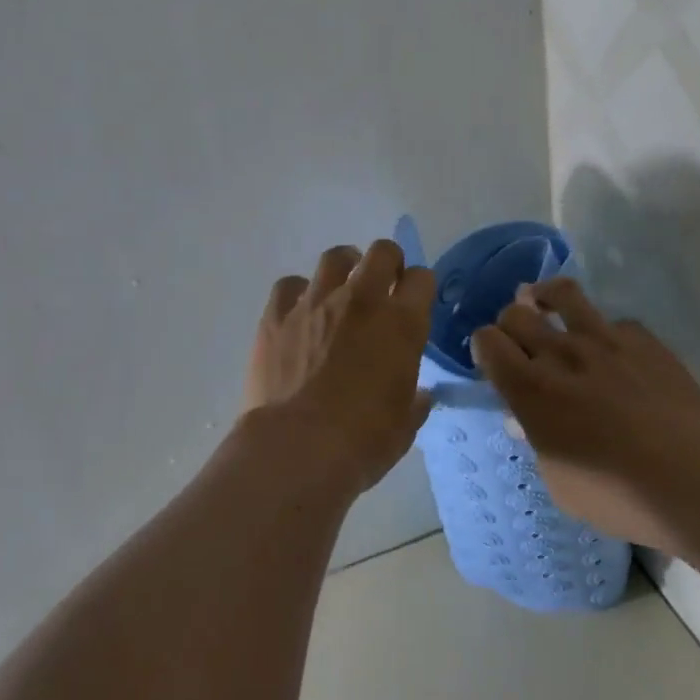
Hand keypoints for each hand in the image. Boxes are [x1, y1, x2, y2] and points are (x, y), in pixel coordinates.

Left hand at [239, 239, 436, 495]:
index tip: (414, 302)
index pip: (422, 279)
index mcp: (401, 323)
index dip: (420, 288)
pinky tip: (299, 314)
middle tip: (382, 285)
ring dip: (344, 268)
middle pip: (382, 252)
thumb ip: (415, 401)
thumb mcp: (404, 425)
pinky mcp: (277, 313)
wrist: (296, 447)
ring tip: (341, 289)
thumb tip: (420, 394)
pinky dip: (298, 294)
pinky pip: (289, 285)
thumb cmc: (362, 442)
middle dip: (387, 263)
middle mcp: (361, 300)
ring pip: (335, 257)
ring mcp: (315, 301)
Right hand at [472, 277, 699, 558]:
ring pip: (561, 293)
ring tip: (545, 305)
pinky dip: (605, 332)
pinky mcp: (644, 339)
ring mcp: (604, 340)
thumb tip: (526, 419)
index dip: (484, 347)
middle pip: (515, 313)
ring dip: (545, 297)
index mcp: (530, 390)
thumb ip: (538, 441)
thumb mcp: (560, 483)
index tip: (493, 361)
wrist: (699, 483)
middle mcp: (560, 354)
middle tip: (520, 342)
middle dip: (509, 324)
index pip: (487, 341)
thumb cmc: (619, 497)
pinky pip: (614, 322)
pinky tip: (613, 352)